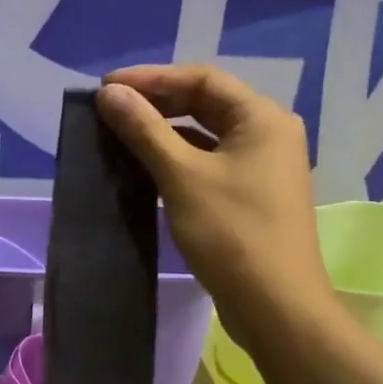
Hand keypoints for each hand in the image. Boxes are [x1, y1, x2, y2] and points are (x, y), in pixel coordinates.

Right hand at [99, 63, 334, 352]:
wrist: (275, 305)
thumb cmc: (231, 233)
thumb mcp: (182, 176)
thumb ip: (144, 130)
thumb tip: (109, 94)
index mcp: (262, 118)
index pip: (202, 79)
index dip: (151, 78)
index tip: (106, 88)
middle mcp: (269, 133)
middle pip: (207, 103)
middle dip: (157, 102)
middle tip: (110, 109)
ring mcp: (263, 166)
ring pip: (207, 134)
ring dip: (165, 130)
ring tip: (121, 133)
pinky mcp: (252, 195)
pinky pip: (210, 161)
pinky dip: (179, 157)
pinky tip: (147, 166)